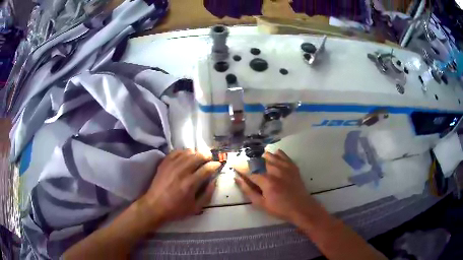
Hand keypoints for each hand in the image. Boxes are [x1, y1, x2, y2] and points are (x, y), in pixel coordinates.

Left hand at [138, 150, 220, 227]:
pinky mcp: (164, 163)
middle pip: (198, 156)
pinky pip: (176, 152)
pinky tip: (186, 156)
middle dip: (206, 156)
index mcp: (190, 183)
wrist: (154, 206)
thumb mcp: (196, 208)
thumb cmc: (176, 209)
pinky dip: (183, 152)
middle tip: (209, 159)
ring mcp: (172, 166)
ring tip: (198, 157)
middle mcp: (182, 171)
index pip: (206, 168)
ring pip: (187, 152)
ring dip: (196, 153)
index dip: (214, 165)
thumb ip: (207, 195)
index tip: (218, 164)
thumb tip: (213, 181)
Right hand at [234, 150, 322, 224]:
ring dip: (263, 157)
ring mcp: (285, 167)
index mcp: (266, 181)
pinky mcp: (293, 167)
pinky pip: (283, 155)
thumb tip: (238, 179)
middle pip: (259, 161)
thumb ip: (248, 191)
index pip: (249, 171)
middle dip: (251, 163)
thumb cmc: (280, 208)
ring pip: (271, 156)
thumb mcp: (261, 204)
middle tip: (248, 167)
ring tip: (260, 162)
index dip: (240, 168)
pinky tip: (274, 155)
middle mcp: (275, 170)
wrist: (301, 208)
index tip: (234, 166)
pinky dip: (277, 154)